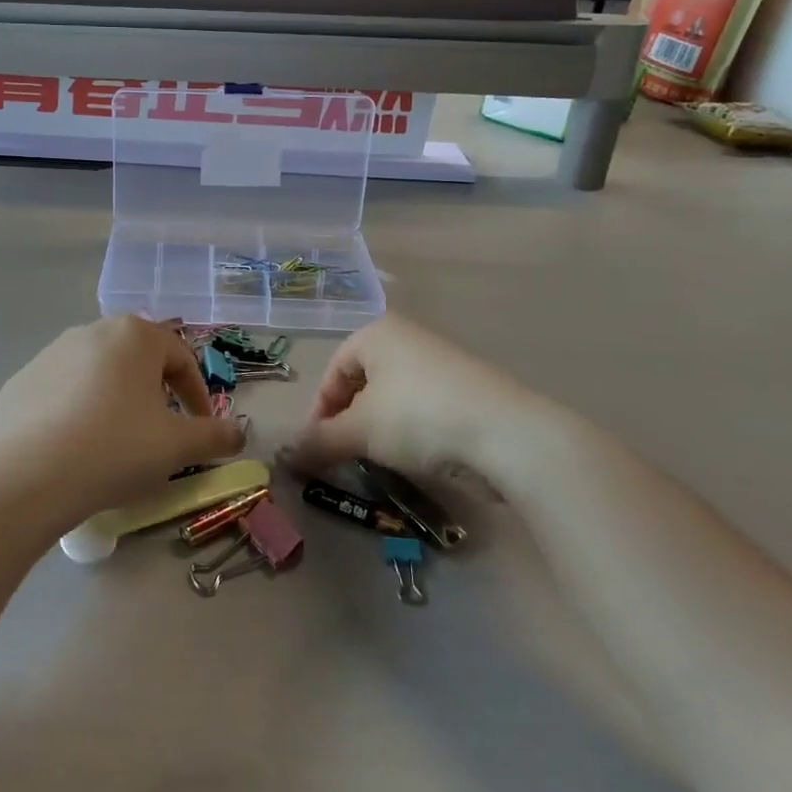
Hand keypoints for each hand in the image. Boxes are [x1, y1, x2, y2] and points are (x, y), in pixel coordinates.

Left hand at [0, 316, 244, 528]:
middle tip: (160, 429)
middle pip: (137, 358)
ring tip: (116, 439)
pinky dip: (75, 410)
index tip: (201, 426)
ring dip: (114, 398)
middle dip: (154, 390)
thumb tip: (239, 433)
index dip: (197, 393)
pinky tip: (75, 446)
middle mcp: (92, 331)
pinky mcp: (21, 380)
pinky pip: (60, 391)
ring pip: (97, 372)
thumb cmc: (117, 448)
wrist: (31, 475)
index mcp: (135, 335)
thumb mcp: (177, 446)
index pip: (180, 357)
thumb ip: (214, 435)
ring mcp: (51, 353)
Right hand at [287, 314, 588, 495]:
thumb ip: (319, 442)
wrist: (507, 434)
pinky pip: (423, 406)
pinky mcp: (468, 388)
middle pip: (362, 381)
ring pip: (393, 396)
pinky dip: (410, 429)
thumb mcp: (359, 431)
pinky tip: (415, 455)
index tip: (317, 447)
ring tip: (378, 459)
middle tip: (345, 454)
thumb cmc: (418, 417)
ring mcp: (442, 361)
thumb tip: (284, 458)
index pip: (333, 370)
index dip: (320, 410)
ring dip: (378, 427)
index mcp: (377, 332)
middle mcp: (408, 337)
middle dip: (348, 419)